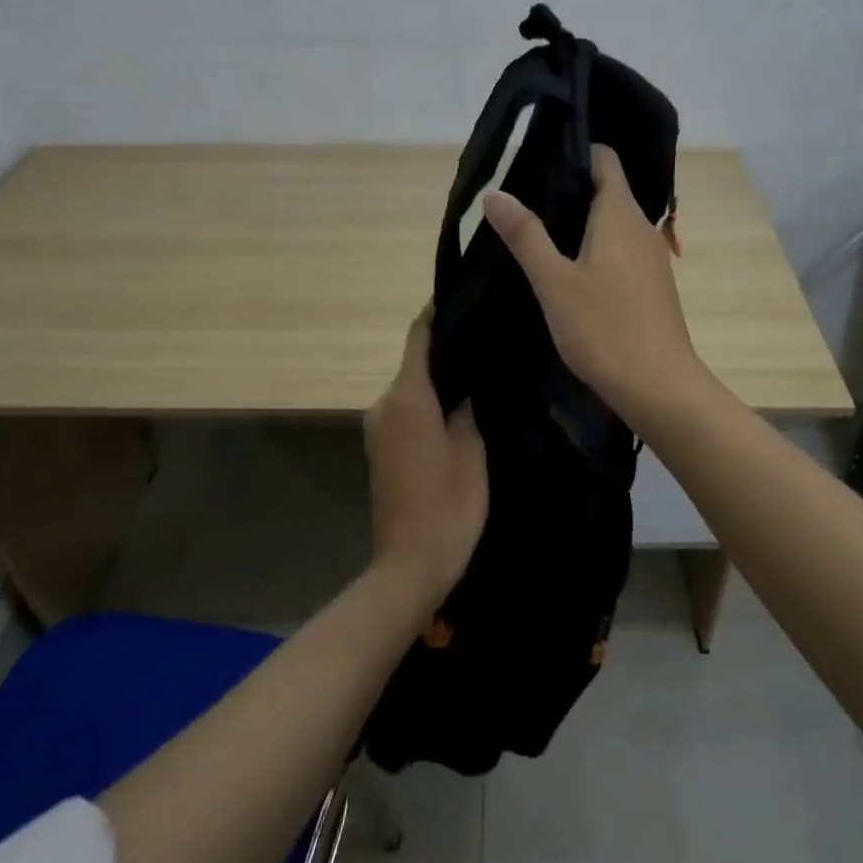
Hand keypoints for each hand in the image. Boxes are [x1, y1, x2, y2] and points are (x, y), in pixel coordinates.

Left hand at [364, 311, 489, 608]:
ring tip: (478, 375)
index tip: (464, 297)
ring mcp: (377, 428)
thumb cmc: (448, 505)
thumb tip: (463, 381)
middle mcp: (384, 404)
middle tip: (485, 342)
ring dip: (438, 380)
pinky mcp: (380, 449)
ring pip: (411, 389)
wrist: (410, 565)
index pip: (419, 337)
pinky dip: (427, 404)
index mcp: (407, 397)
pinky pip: (406, 411)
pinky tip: (457, 410)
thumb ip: (465, 406)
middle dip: (446, 351)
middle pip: (415, 363)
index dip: (437, 314)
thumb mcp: (470, 450)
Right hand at [483, 144, 706, 427]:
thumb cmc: (604, 328)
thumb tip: (495, 193)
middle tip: (523, 199)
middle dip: (568, 190)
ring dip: (580, 223)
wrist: (660, 387)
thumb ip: (525, 235)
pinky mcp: (651, 286)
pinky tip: (568, 272)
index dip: (573, 151)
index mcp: (620, 214)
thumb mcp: (554, 282)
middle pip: (607, 190)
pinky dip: (594, 249)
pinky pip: (620, 251)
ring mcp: (651, 258)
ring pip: (612, 223)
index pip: (604, 159)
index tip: (536, 158)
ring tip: (537, 233)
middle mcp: (641, 227)